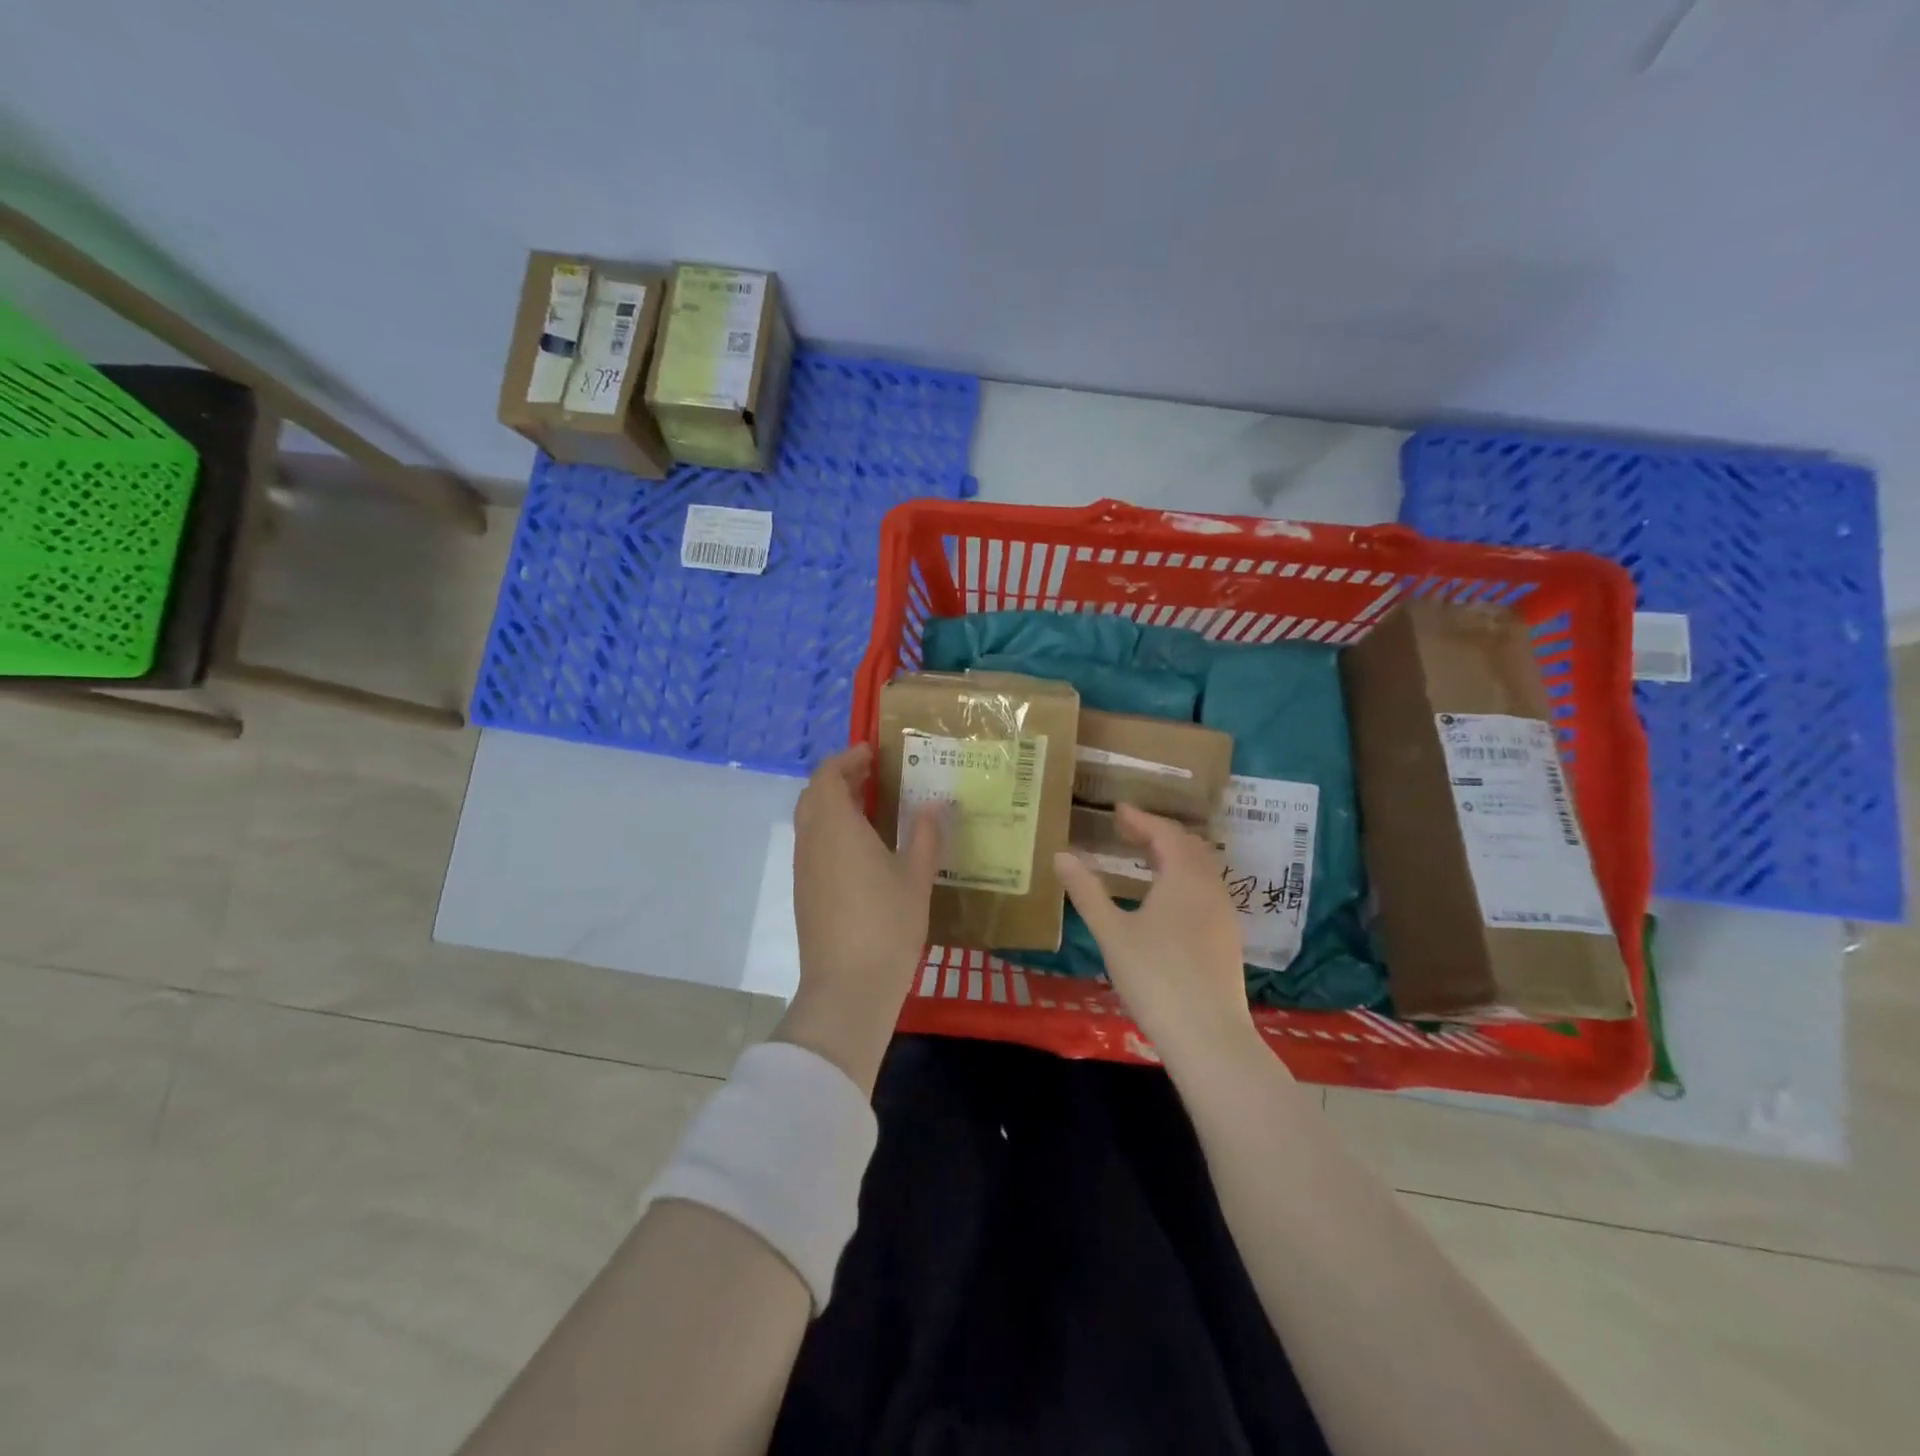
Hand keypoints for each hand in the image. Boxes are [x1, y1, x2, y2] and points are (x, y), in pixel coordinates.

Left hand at [779, 744, 941, 1092]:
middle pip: (814, 794)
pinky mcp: (804, 891)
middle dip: (839, 778)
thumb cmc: (886, 925)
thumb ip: (926, 836)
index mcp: (836, 827)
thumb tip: (933, 805)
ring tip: (870, 806)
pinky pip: (812, 844)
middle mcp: (812, 840)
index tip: (872, 753)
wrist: (847, 987)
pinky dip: (830, 829)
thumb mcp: (916, 877)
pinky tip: (860, 847)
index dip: (847, 759)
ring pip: (810, 820)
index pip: (828, 775)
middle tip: (872, 775)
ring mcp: (804, 868)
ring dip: (833, 803)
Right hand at [1053, 804, 1266, 1070]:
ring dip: (1174, 855)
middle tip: (1128, 830)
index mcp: (1184, 877)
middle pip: (1188, 846)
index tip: (1118, 810)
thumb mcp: (1112, 933)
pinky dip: (1185, 878)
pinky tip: (1166, 900)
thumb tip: (1061, 855)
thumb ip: (1086, 891)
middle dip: (1159, 832)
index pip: (1165, 833)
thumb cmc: (1155, 978)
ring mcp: (1224, 914)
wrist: (1209, 1037)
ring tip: (1145, 859)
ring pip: (1202, 869)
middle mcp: (1211, 887)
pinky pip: (1207, 890)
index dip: (1141, 818)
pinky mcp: (1228, 939)